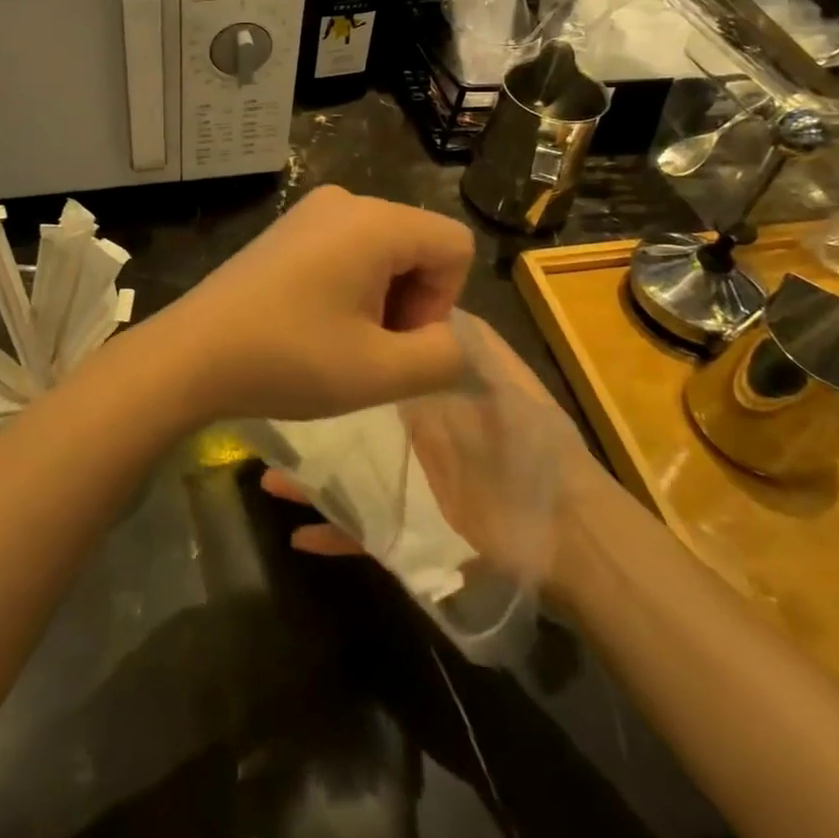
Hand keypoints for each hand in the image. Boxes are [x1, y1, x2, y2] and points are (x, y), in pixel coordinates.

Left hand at [126, 185, 474, 424]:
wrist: (190, 354)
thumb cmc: (288, 359)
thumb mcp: (380, 372)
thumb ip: (442, 356)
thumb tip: (448, 340)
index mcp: (375, 221)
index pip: (454, 245)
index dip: (443, 302)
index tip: (397, 341)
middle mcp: (346, 200)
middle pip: (418, 245)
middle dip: (411, 302)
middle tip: (369, 350)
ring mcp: (310, 211)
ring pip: (383, 251)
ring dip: (380, 300)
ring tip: (340, 342)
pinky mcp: (287, 230)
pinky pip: (347, 250)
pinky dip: (350, 288)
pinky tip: (314, 325)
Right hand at [263, 315, 590, 582]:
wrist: (571, 537)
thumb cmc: (530, 447)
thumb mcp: (501, 380)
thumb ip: (466, 345)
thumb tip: (418, 300)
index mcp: (434, 395)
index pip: (383, 363)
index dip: (350, 348)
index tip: (308, 334)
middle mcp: (417, 434)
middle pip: (356, 419)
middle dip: (317, 414)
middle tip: (270, 406)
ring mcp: (414, 482)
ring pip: (351, 473)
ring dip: (311, 475)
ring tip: (267, 473)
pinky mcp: (415, 529)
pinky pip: (365, 530)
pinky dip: (333, 531)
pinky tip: (296, 531)